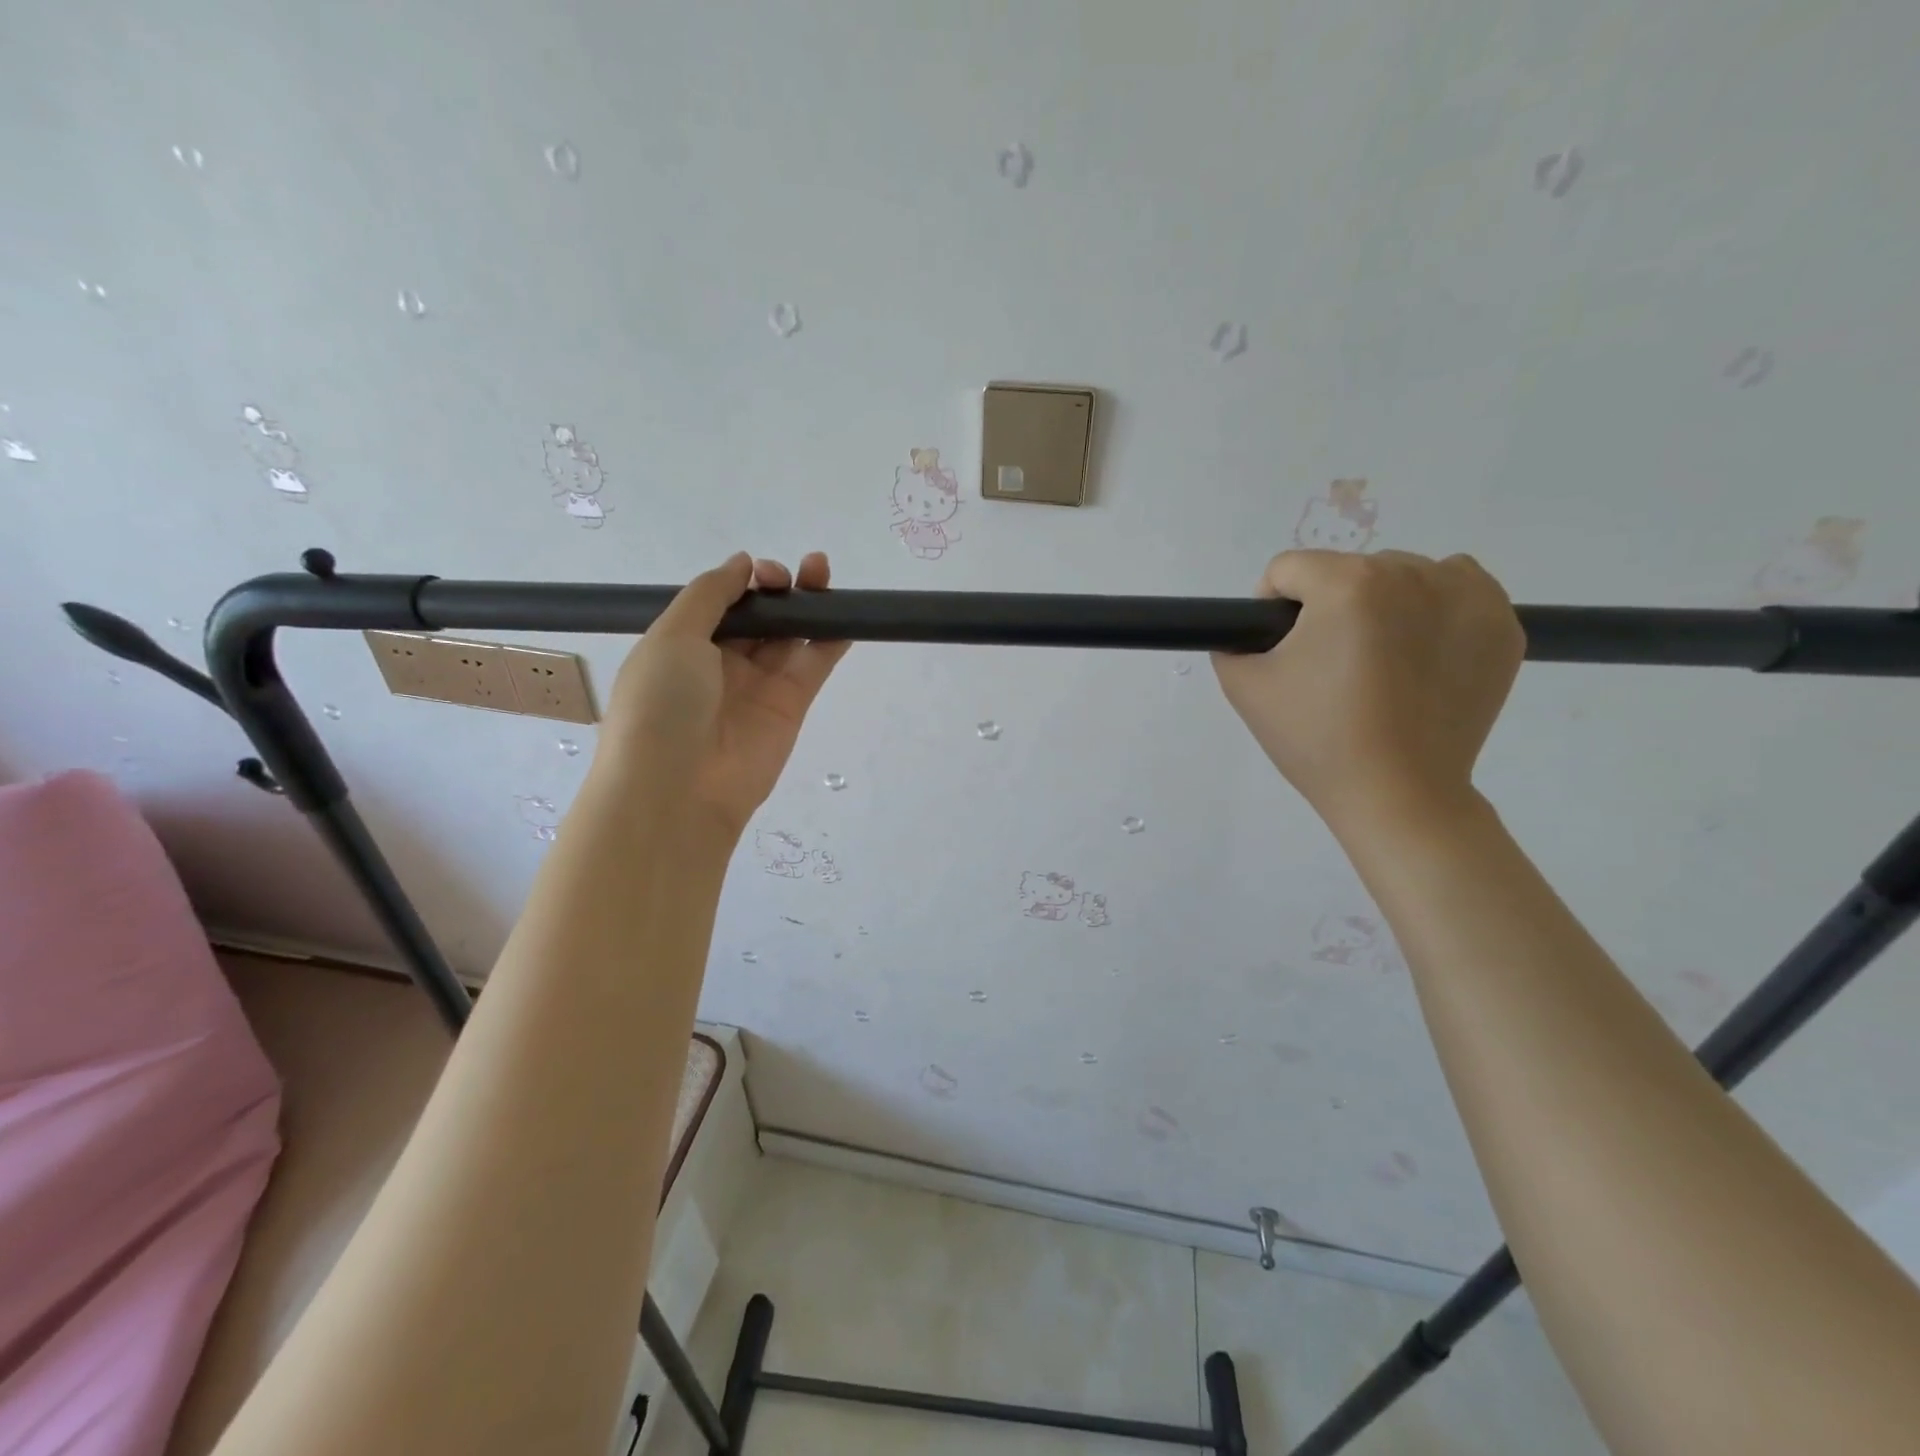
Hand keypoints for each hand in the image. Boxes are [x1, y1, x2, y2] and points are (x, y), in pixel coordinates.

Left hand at [598, 552, 849, 838]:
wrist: (679, 789)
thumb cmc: (661, 704)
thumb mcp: (672, 636)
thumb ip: (709, 594)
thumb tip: (742, 563)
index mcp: (684, 645)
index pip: (721, 603)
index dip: (744, 582)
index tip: (761, 573)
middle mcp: (722, 663)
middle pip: (759, 617)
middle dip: (777, 588)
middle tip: (794, 574)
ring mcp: (759, 685)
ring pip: (789, 636)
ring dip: (807, 604)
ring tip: (822, 572)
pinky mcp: (791, 706)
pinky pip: (814, 665)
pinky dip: (831, 640)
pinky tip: (845, 614)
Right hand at [1212, 550, 1523, 837]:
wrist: (1398, 794)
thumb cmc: (1317, 739)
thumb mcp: (1245, 687)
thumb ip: (1231, 641)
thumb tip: (1252, 630)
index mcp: (1347, 585)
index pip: (1289, 569)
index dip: (1271, 608)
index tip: (1281, 650)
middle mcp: (1412, 574)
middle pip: (1347, 570)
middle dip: (1329, 607)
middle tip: (1329, 666)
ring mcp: (1468, 596)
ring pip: (1402, 575)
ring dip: (1382, 603)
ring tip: (1379, 661)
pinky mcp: (1502, 624)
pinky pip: (1456, 588)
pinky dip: (1434, 609)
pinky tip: (1421, 654)